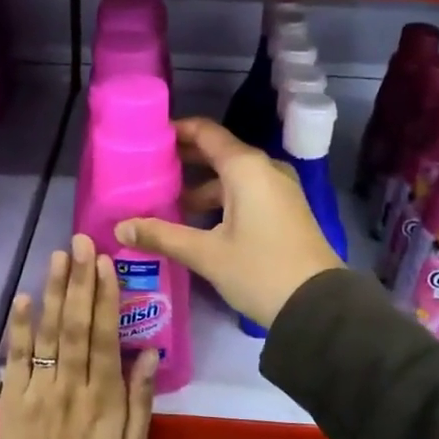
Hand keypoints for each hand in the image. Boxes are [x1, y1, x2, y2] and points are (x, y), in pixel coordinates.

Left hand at [0, 235, 155, 438]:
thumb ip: (141, 399)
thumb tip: (149, 352)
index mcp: (104, 397)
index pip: (104, 336)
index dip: (105, 297)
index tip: (105, 263)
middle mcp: (71, 385)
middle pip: (75, 325)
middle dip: (79, 281)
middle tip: (80, 243)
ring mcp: (38, 390)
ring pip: (47, 334)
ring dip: (52, 292)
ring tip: (56, 256)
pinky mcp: (13, 400)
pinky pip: (16, 359)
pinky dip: (19, 328)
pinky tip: (23, 299)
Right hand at [115, 117, 342, 330]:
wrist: (318, 306)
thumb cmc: (259, 270)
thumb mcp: (206, 254)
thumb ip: (162, 236)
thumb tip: (120, 228)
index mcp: (246, 168)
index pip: (205, 132)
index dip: (175, 131)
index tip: (147, 139)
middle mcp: (265, 170)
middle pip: (218, 153)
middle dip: (184, 160)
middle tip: (148, 170)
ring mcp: (279, 190)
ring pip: (232, 177)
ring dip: (201, 186)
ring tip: (166, 203)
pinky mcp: (285, 211)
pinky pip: (246, 193)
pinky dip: (220, 200)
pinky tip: (197, 223)